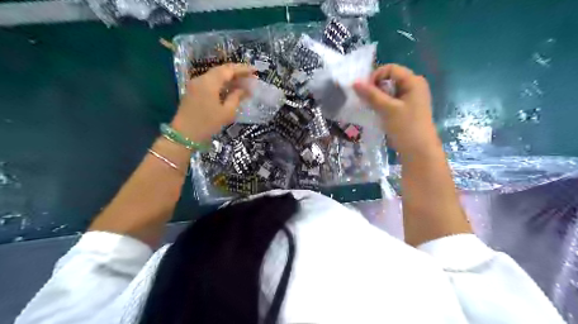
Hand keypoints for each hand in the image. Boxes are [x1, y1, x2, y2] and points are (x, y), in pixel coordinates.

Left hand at [170, 63, 254, 141]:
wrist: (184, 135)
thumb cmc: (207, 124)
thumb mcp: (226, 112)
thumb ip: (236, 98)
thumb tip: (244, 89)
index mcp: (209, 82)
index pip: (228, 70)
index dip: (243, 69)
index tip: (255, 70)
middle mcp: (201, 79)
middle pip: (221, 70)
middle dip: (236, 72)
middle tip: (250, 76)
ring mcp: (195, 84)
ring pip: (215, 76)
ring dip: (229, 78)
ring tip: (243, 83)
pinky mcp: (193, 91)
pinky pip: (210, 82)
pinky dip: (221, 83)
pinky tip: (230, 89)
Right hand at [355, 63, 440, 157]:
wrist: (419, 151)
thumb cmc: (406, 127)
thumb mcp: (387, 109)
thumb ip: (371, 95)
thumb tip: (354, 83)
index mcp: (413, 81)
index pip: (390, 69)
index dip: (376, 76)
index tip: (365, 91)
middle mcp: (413, 86)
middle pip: (390, 79)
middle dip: (375, 87)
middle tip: (365, 100)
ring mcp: (410, 99)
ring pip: (389, 91)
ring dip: (377, 97)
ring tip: (370, 107)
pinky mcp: (406, 109)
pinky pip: (391, 101)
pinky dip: (382, 104)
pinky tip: (376, 113)